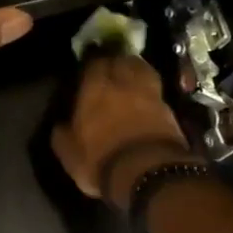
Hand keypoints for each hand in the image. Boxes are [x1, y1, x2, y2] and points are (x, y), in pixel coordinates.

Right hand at [51, 55, 200, 205]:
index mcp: (94, 89)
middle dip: (116, 60)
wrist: (149, 172)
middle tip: (110, 65)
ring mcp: (150, 95)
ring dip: (136, 69)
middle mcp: (123, 84)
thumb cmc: (100, 160)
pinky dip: (150, 90)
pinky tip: (146, 96)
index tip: (88, 65)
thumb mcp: (69, 154)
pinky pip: (156, 91)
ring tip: (130, 75)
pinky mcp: (170, 110)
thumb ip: (62, 135)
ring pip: (143, 71)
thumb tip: (61, 125)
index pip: (94, 63)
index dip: (91, 62)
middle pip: (122, 60)